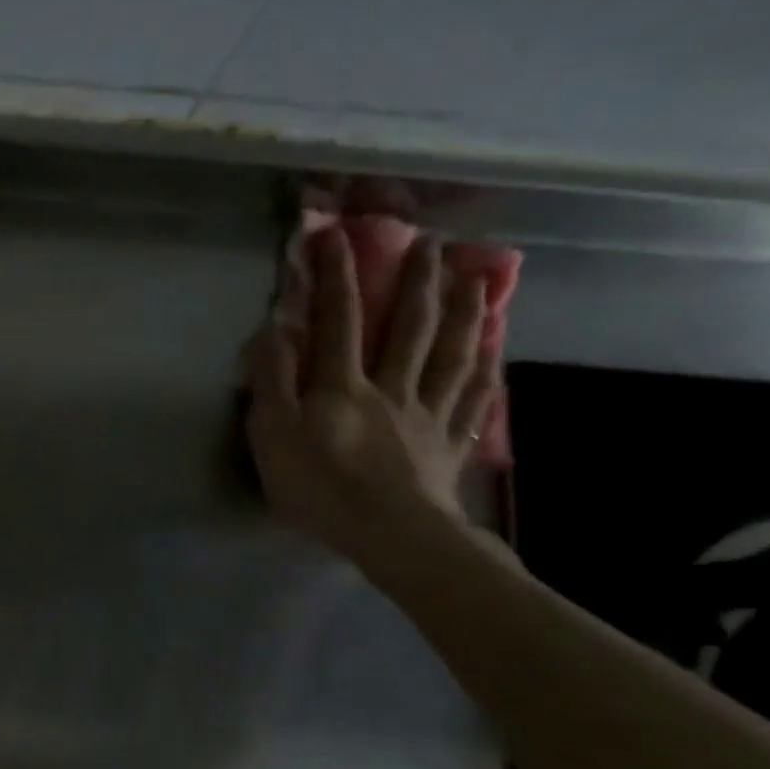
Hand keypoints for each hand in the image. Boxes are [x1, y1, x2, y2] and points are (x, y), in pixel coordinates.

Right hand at [246, 223, 497, 570]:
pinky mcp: (449, 444)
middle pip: (410, 327)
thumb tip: (274, 330)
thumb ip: (272, 382)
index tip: (336, 235)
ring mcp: (427, 414)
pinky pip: (473, 401)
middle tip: (432, 243)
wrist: (389, 533)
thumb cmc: (320, 486)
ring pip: (453, 355)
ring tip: (477, 280)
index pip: (339, 320)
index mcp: (342, 385)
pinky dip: (486, 373)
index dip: (337, 276)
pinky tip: (497, 354)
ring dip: (466, 314)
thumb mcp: (274, 435)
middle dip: (417, 281)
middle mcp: (391, 387)